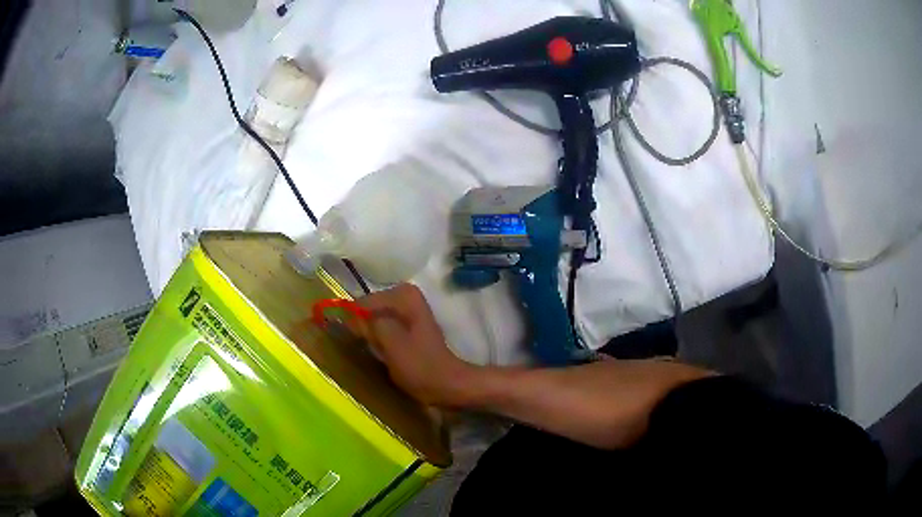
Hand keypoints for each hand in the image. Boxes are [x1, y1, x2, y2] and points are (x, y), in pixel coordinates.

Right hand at [357, 284, 477, 407]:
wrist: (447, 385)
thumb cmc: (420, 365)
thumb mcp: (390, 342)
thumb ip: (369, 324)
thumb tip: (349, 316)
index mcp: (403, 294)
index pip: (363, 302)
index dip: (354, 321)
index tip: (353, 341)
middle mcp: (406, 296)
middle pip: (369, 310)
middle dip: (363, 328)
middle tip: (367, 349)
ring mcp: (408, 312)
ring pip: (375, 320)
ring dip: (370, 335)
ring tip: (374, 353)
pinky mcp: (408, 328)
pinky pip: (383, 329)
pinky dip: (379, 340)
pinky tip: (382, 355)